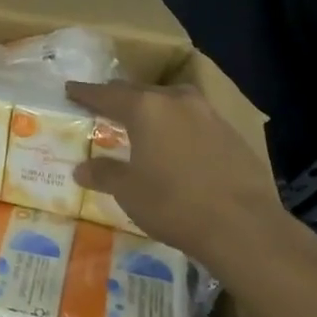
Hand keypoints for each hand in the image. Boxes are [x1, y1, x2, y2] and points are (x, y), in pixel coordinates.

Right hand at [67, 80, 282, 260]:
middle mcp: (176, 100)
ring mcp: (208, 114)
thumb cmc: (175, 205)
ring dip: (153, 110)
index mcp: (146, 108)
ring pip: (171, 102)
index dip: (86, 93)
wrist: (246, 228)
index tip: (71, 89)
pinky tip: (178, 146)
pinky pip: (195, 120)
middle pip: (139, 92)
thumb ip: (104, 174)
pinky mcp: (232, 133)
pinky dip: (179, 127)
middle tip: (103, 107)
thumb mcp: (130, 192)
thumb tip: (81, 169)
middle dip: (119, 99)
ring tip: (142, 124)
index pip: (107, 94)